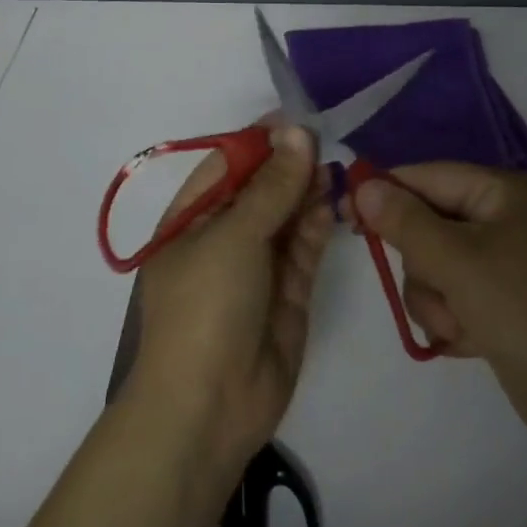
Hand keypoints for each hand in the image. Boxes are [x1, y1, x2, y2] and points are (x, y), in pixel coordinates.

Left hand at [125, 124, 333, 479]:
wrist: (210, 408)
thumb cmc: (206, 306)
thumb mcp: (234, 236)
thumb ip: (272, 186)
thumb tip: (297, 132)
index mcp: (192, 219)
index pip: (228, 165)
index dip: (261, 141)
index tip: (297, 119)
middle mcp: (224, 238)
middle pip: (262, 189)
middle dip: (291, 166)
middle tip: (326, 142)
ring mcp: (257, 267)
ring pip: (287, 216)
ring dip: (308, 193)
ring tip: (334, 170)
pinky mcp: (287, 293)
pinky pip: (304, 249)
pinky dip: (318, 226)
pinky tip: (332, 205)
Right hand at [351, 164, 526, 449]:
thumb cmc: (523, 311)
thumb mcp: (456, 262)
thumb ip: (405, 221)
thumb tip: (364, 184)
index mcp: (501, 191)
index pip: (426, 176)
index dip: (385, 192)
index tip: (345, 212)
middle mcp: (502, 217)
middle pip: (427, 223)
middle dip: (425, 266)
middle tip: (439, 289)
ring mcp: (503, 260)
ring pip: (433, 265)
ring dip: (437, 300)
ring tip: (461, 325)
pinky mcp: (500, 298)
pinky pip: (451, 294)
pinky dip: (453, 318)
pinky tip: (473, 341)